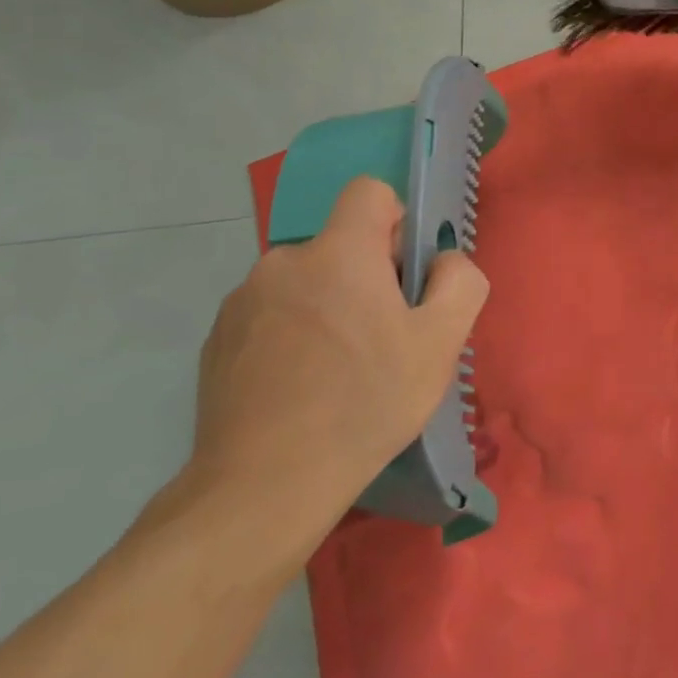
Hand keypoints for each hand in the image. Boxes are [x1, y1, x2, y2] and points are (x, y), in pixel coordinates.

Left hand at [181, 177, 488, 568]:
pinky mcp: (217, 339)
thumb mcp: (441, 343)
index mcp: (338, 252)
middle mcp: (283, 261)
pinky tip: (299, 388)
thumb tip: (444, 261)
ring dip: (326, 306)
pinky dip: (291, 334)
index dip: (395, 223)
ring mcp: (242, 300)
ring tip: (337, 371)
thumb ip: (460, 281)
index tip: (402, 276)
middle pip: (339, 244)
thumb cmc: (365, 404)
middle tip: (380, 339)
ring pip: (305, 281)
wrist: (263, 486)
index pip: (369, 192)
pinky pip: (270, 314)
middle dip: (365, 276)